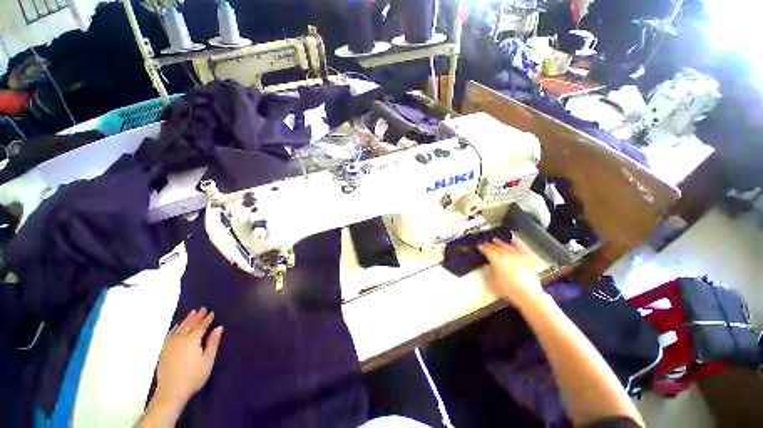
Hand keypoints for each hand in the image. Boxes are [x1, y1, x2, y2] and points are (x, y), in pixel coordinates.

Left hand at [155, 308, 223, 407]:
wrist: (171, 391)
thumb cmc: (194, 376)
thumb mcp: (208, 360)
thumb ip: (213, 342)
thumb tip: (219, 327)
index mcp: (192, 340)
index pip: (201, 326)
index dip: (207, 319)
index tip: (212, 312)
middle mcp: (180, 339)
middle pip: (189, 325)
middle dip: (196, 316)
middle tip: (202, 308)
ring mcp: (170, 345)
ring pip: (179, 328)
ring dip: (186, 320)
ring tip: (192, 313)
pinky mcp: (164, 351)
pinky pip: (170, 335)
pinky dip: (175, 328)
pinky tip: (176, 327)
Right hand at [478, 238, 545, 307]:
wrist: (528, 294)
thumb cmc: (509, 290)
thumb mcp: (493, 282)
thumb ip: (490, 273)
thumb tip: (489, 267)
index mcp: (496, 260)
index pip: (488, 251)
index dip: (483, 248)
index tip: (479, 246)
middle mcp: (506, 255)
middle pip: (496, 247)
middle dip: (489, 245)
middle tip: (485, 243)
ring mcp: (517, 256)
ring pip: (507, 246)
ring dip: (500, 243)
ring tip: (495, 240)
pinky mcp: (527, 259)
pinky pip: (521, 248)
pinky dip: (517, 243)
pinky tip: (514, 240)